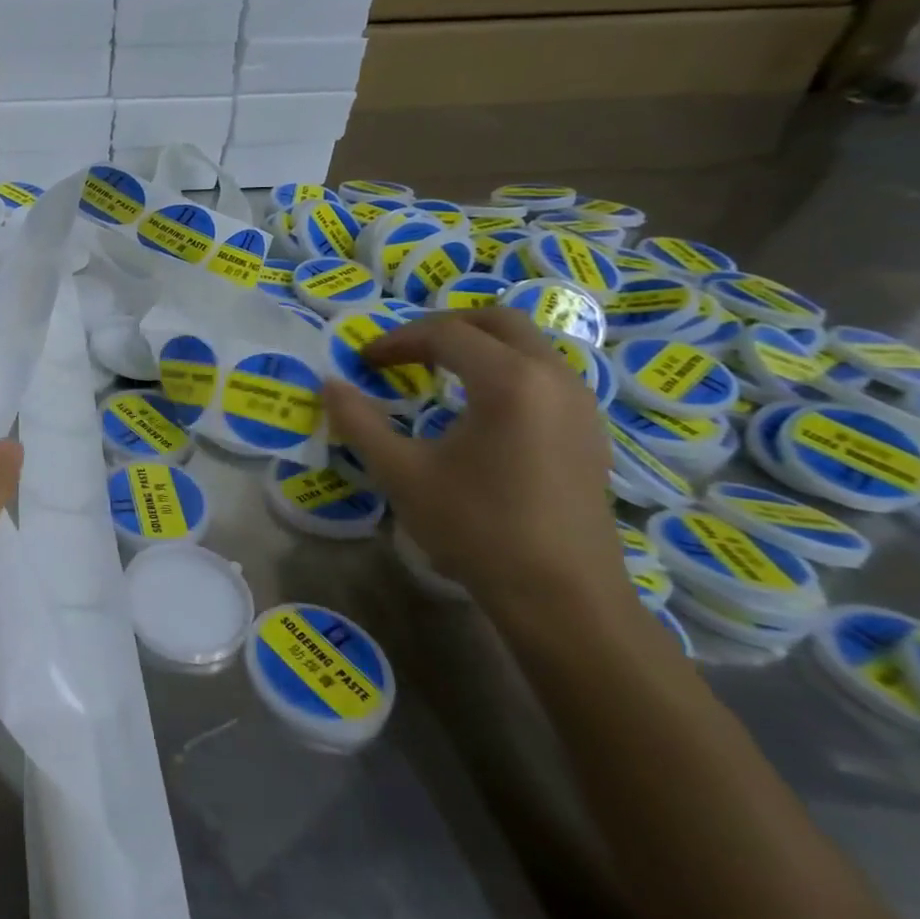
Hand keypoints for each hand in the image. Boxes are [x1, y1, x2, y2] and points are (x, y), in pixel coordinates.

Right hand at [323, 310, 630, 628]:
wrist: (562, 597)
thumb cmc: (476, 528)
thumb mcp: (401, 473)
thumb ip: (359, 422)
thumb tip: (329, 385)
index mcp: (508, 380)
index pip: (445, 334)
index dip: (397, 341)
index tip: (364, 362)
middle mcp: (553, 378)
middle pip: (498, 322)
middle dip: (444, 327)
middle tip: (404, 354)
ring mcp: (580, 404)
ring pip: (528, 346)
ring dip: (478, 347)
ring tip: (436, 375)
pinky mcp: (589, 432)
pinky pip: (544, 375)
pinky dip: (505, 371)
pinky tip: (478, 410)